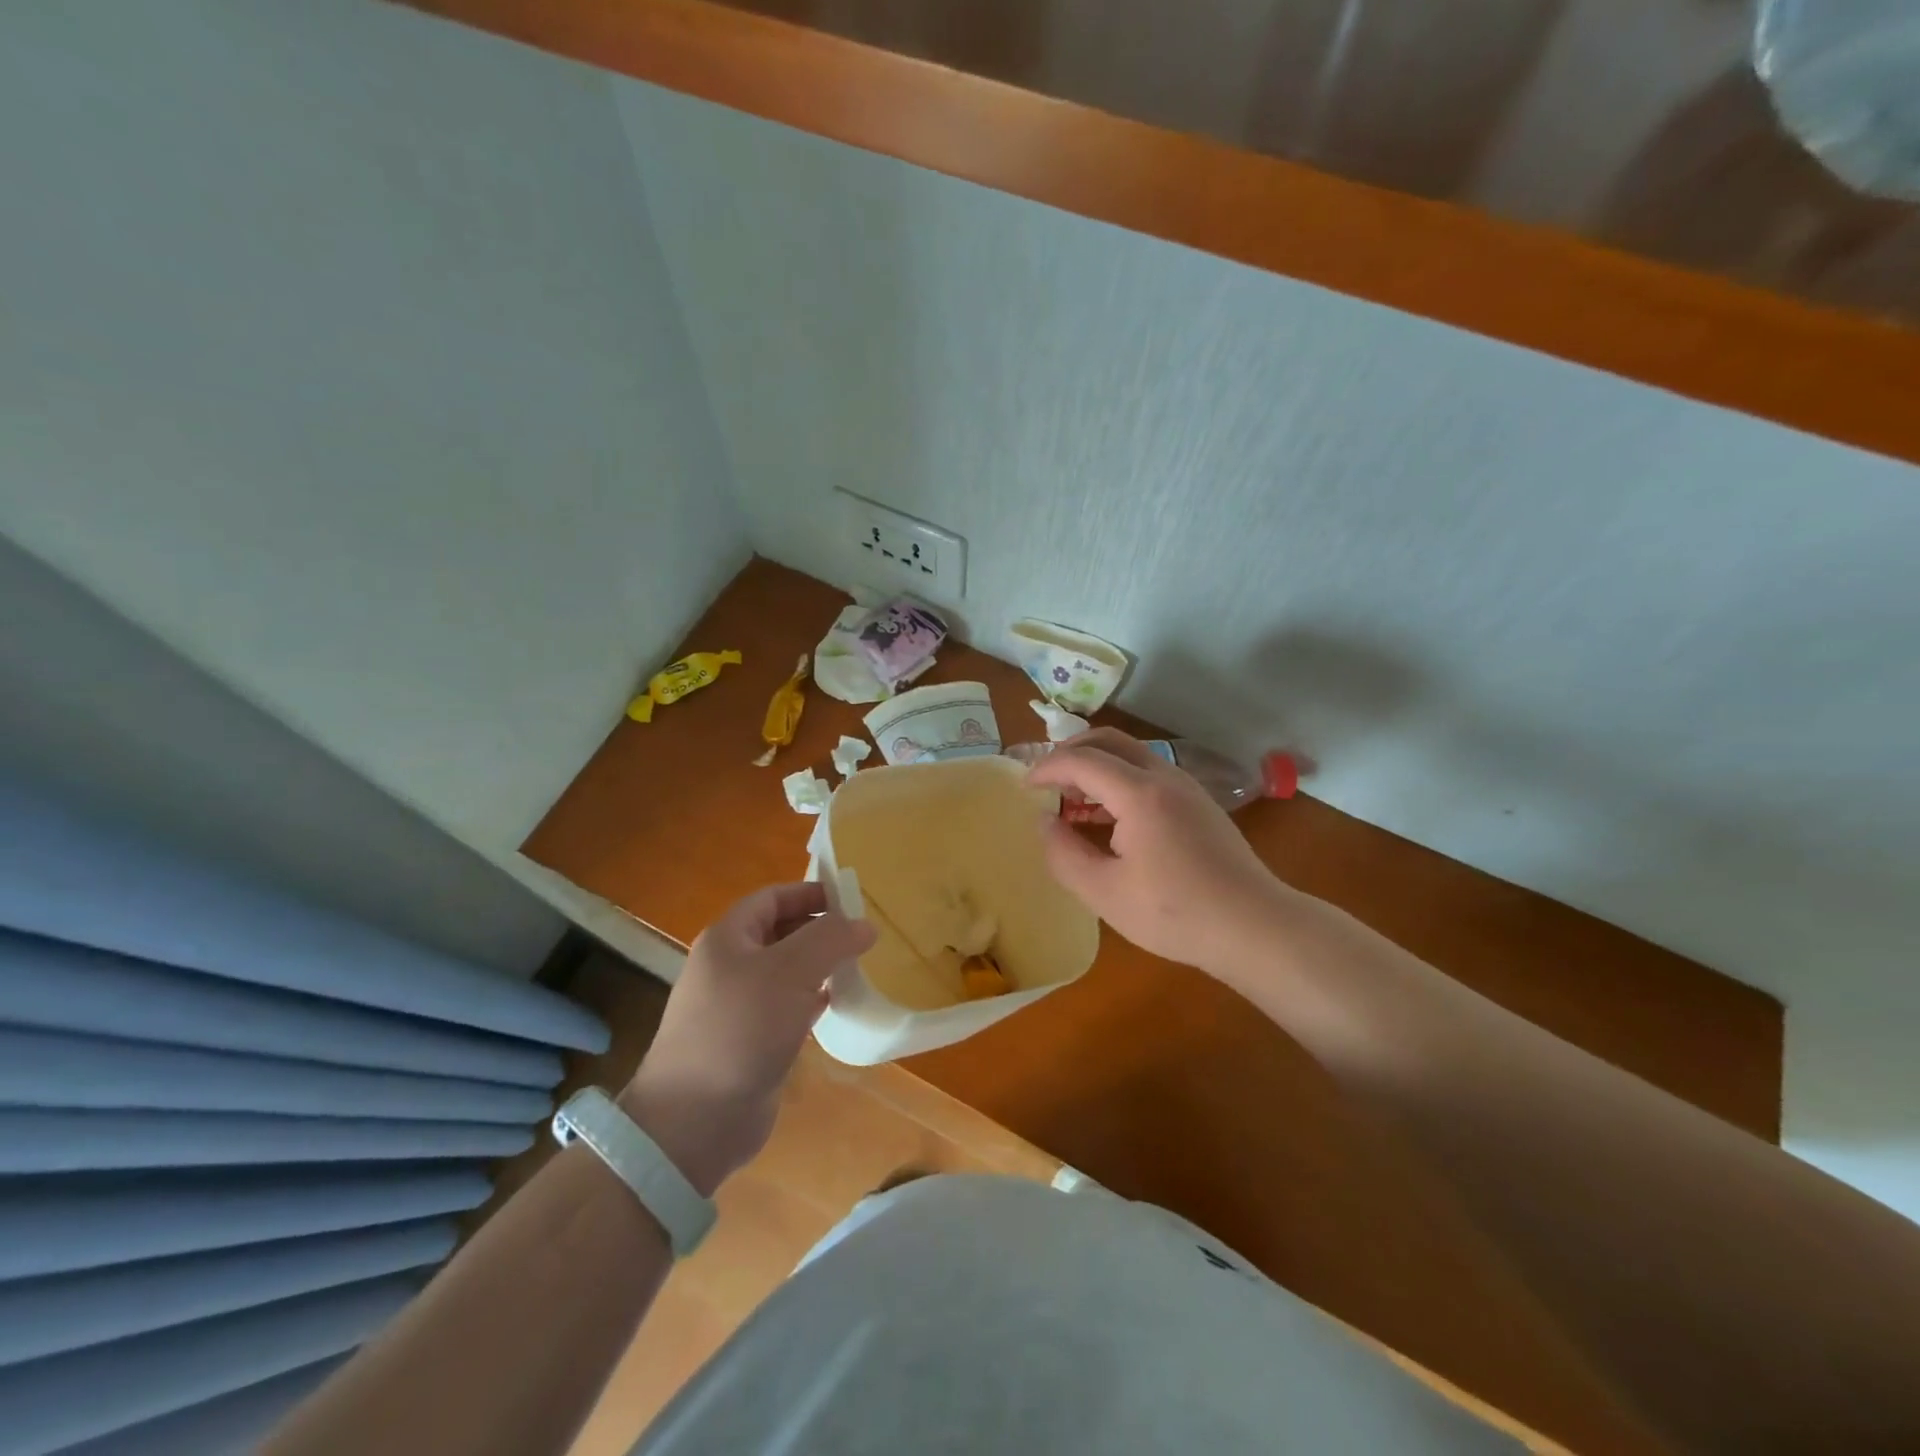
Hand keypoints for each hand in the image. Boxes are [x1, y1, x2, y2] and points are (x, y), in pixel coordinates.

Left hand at [620, 882, 874, 1194]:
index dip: (810, 893)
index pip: (772, 898)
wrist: (695, 1120)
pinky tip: (837, 1004)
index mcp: (728, 938)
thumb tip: (864, 924)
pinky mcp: (750, 1042)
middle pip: (780, 933)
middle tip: (862, 934)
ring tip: (858, 965)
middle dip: (819, 929)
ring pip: (786, 972)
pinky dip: (812, 1000)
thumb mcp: (789, 972)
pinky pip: (786, 1007)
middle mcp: (729, 966)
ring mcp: (737, 1007)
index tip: (852, 900)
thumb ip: (830, 940)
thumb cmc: (740, 1029)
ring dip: (819, 966)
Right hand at [1027, 729, 1292, 974]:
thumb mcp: (1104, 893)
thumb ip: (1064, 854)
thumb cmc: (1175, 913)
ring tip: (1072, 800)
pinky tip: (1110, 818)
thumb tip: (1045, 822)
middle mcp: (1164, 777)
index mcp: (1139, 793)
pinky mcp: (1199, 803)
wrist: (1254, 926)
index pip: (1081, 760)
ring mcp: (1187, 788)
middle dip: (1071, 752)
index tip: (1024, 786)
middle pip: (1109, 741)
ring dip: (1097, 766)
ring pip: (1132, 755)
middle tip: (1047, 778)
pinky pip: (1149, 774)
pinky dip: (1119, 780)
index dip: (1047, 768)